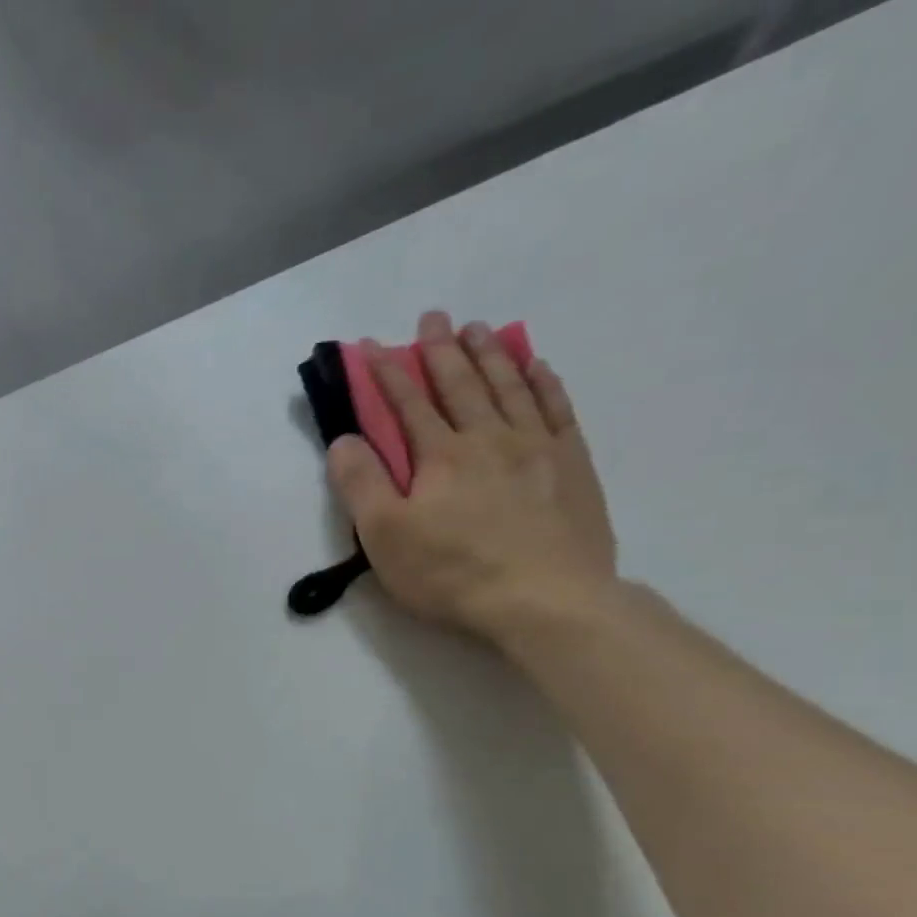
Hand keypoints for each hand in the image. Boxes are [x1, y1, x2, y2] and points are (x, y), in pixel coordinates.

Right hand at [326, 310, 617, 646]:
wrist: (545, 599)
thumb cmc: (453, 573)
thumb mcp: (386, 538)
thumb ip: (362, 486)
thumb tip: (343, 440)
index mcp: (441, 456)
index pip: (407, 406)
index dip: (387, 374)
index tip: (372, 346)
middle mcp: (489, 438)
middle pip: (461, 385)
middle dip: (442, 350)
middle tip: (433, 317)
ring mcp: (537, 448)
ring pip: (510, 387)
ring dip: (490, 355)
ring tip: (479, 328)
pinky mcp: (573, 466)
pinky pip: (557, 409)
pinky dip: (544, 382)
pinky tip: (537, 366)